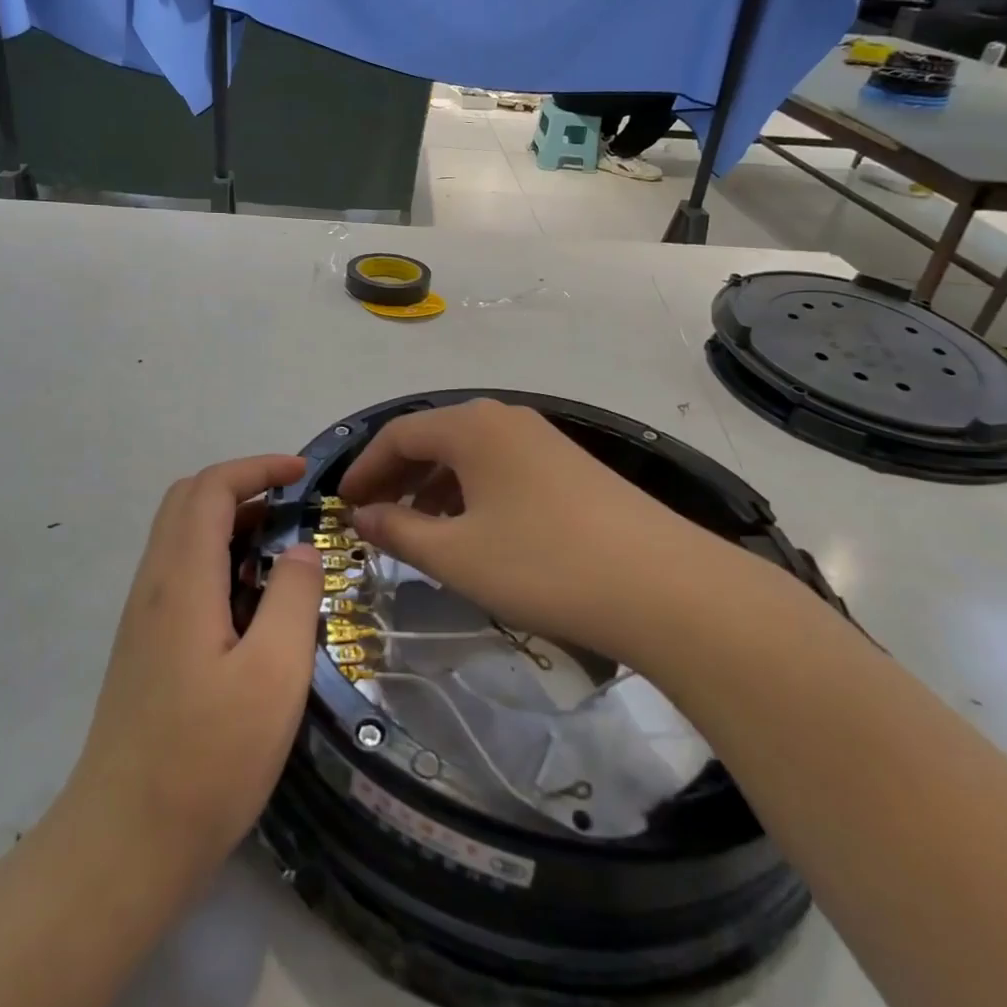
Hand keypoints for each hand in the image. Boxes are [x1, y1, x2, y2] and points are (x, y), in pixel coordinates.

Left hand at [66, 455, 323, 886]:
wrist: (122, 846)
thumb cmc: (207, 760)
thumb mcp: (274, 675)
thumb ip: (293, 598)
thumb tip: (300, 549)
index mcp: (181, 581)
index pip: (210, 489)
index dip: (257, 468)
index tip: (303, 475)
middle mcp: (153, 585)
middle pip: (187, 501)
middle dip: (242, 486)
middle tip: (294, 506)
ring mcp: (143, 617)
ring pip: (181, 536)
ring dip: (229, 521)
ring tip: (283, 549)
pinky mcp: (145, 646)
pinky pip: (180, 572)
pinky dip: (218, 557)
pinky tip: (252, 600)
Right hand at [341, 400, 716, 665]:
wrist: (663, 587)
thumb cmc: (542, 564)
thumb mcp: (456, 555)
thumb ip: (398, 531)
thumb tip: (362, 516)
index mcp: (472, 426)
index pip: (399, 434)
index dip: (364, 468)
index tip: (343, 504)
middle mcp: (506, 420)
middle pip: (434, 439)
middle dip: (397, 476)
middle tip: (373, 518)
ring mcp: (543, 440)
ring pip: (470, 455)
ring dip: (434, 487)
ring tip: (418, 530)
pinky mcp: (570, 467)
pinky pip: (501, 469)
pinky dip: (472, 493)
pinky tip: (473, 531)